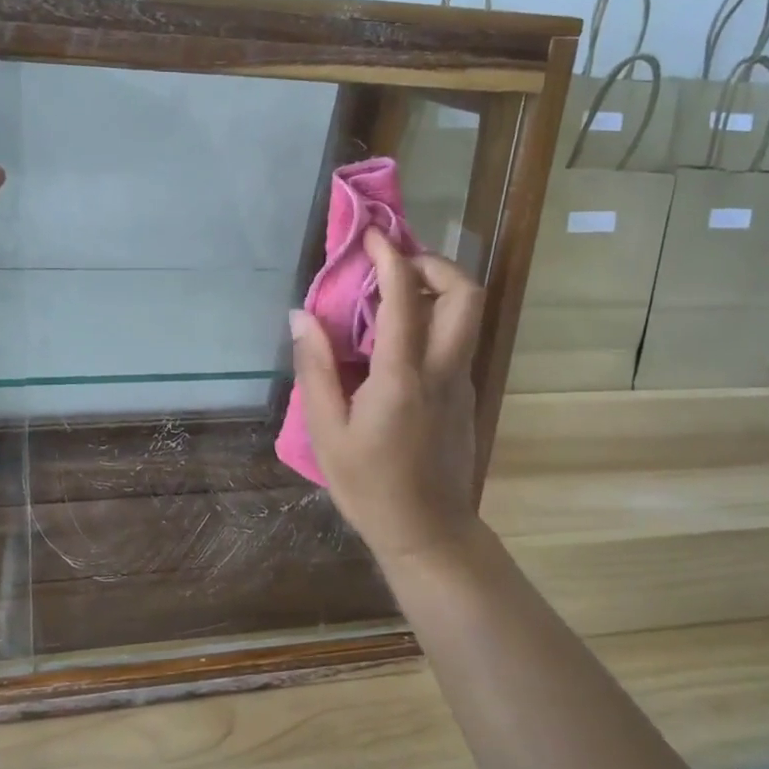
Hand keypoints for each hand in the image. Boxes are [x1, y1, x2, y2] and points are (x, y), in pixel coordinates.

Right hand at [289, 230, 483, 565]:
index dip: (390, 256)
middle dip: (435, 263)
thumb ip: (315, 368)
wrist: (429, 532)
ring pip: (467, 315)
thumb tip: (301, 316)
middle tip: (397, 265)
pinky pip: (457, 341)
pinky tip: (398, 341)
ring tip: (393, 295)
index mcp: (403, 375)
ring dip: (437, 290)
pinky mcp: (466, 396)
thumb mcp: (327, 431)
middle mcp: (443, 369)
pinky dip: (435, 320)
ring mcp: (462, 382)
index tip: (372, 235)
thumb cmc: (369, 486)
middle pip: (466, 293)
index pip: (405, 296)